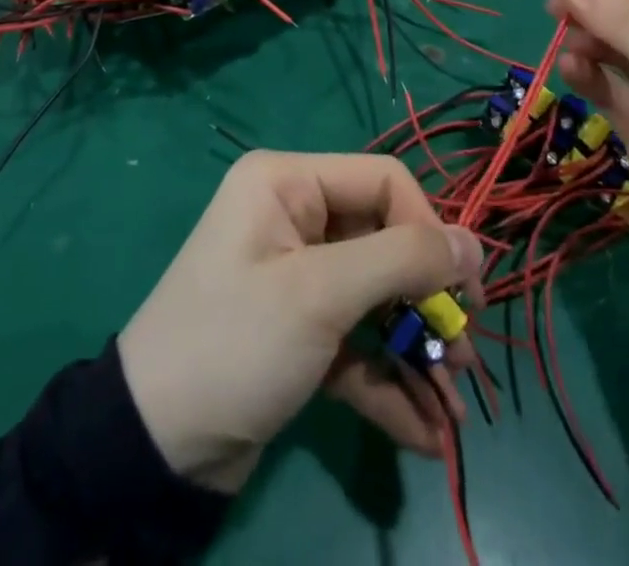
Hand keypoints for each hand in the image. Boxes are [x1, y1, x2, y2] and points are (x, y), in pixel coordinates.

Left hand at [118, 151, 484, 492]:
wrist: (154, 447)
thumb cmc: (237, 341)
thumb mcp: (321, 295)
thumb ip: (402, 262)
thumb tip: (474, 244)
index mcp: (288, 183)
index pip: (383, 182)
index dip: (428, 231)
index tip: (461, 293)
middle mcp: (294, 217)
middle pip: (385, 243)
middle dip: (427, 303)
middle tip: (464, 358)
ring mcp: (297, 276)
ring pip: (376, 299)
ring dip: (416, 351)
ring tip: (455, 410)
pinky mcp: (299, 331)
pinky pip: (356, 343)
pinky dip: (388, 382)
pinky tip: (425, 435)